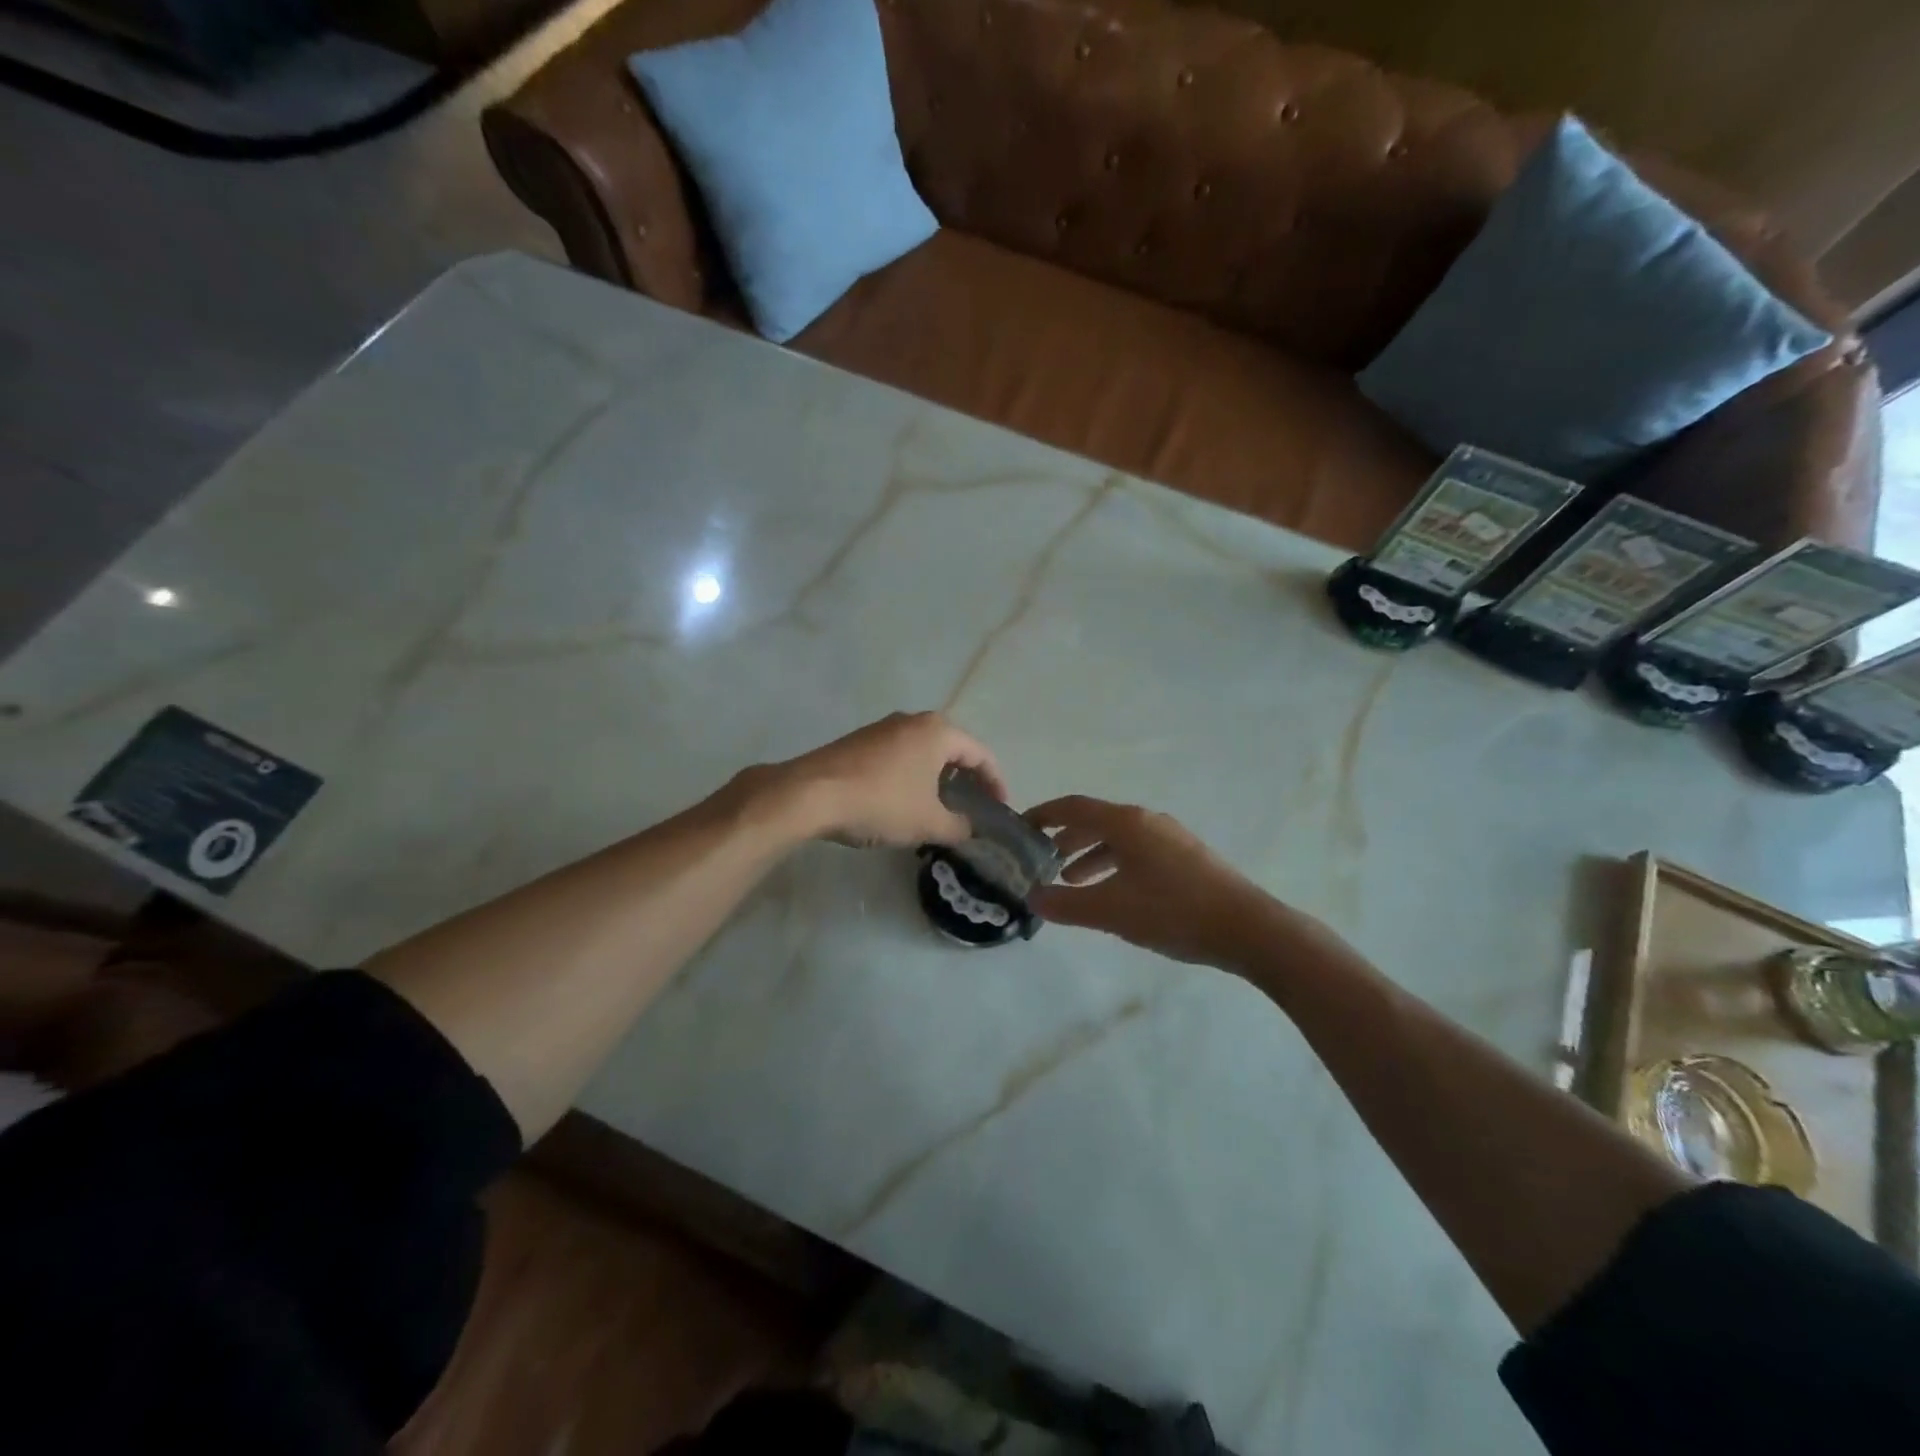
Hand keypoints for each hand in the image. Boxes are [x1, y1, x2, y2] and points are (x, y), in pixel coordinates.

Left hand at [769, 712, 1006, 848]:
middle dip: (965, 778)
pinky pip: (899, 756)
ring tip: (940, 807)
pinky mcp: (859, 742)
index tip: (1000, 808)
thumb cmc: (881, 803)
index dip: (995, 783)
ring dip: (936, 777)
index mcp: (938, 732)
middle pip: (952, 748)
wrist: (811, 794)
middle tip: (972, 806)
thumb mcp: (928, 822)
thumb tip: (969, 830)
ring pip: (923, 751)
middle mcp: (912, 721)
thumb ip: (958, 826)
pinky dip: (911, 776)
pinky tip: (904, 801)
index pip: (980, 754)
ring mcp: (883, 728)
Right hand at [1027, 795, 1284, 967]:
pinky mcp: (1186, 857)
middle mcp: (1147, 821)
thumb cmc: (1173, 912)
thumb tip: (1033, 898)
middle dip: (1066, 838)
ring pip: (1118, 839)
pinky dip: (1115, 865)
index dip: (1043, 814)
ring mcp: (1170, 838)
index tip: (1020, 828)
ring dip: (1090, 855)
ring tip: (1071, 881)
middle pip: (1096, 821)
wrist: (1248, 928)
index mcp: (1126, 823)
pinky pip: (1138, 852)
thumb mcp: (1111, 911)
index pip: (1073, 807)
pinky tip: (1114, 893)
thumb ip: (1066, 904)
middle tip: (1042, 860)